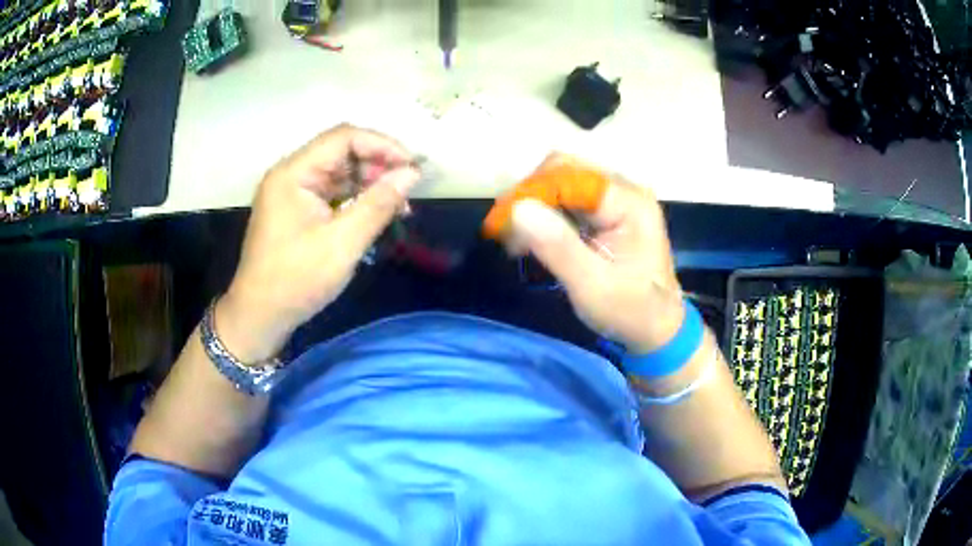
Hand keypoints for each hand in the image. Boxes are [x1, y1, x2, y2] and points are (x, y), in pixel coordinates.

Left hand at [215, 124, 420, 361]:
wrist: (260, 316)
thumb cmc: (296, 280)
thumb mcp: (342, 243)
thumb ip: (378, 204)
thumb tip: (412, 174)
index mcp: (293, 173)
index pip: (344, 138)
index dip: (382, 145)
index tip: (412, 168)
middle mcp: (292, 174)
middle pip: (342, 153)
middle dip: (378, 167)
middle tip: (407, 192)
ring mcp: (293, 192)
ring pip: (341, 173)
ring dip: (371, 185)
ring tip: (399, 207)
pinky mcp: (298, 210)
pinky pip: (333, 193)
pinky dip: (357, 200)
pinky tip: (377, 215)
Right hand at [508, 154, 682, 353]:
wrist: (658, 330)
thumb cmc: (631, 311)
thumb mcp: (592, 285)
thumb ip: (558, 246)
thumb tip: (518, 208)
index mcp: (629, 201)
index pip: (569, 174)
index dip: (531, 192)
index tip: (503, 221)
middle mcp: (624, 190)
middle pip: (564, 170)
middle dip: (530, 195)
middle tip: (505, 230)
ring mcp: (617, 200)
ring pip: (562, 183)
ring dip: (534, 205)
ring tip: (514, 237)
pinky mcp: (608, 213)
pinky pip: (569, 200)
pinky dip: (546, 214)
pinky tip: (531, 238)